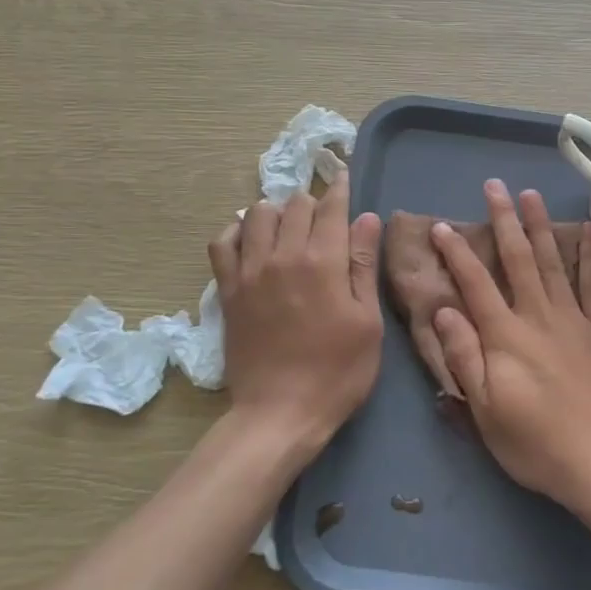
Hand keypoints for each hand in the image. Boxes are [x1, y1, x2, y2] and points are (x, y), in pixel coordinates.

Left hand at [209, 170, 383, 464]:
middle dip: (313, 202)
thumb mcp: (367, 321)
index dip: (340, 188)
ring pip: (258, 214)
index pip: (331, 207)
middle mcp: (283, 255)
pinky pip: (223, 242)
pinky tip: (251, 239)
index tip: (344, 176)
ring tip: (290, 226)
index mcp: (323, 261)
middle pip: (295, 204)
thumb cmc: (338, 371)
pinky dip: (237, 231)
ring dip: (277, 210)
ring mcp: (250, 271)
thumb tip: (367, 218)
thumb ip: (363, 265)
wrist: (280, 413)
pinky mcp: (229, 289)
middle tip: (325, 217)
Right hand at [430, 180, 590, 512]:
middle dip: (504, 220)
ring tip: (531, 194)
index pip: (475, 284)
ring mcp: (576, 320)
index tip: (443, 226)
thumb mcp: (486, 411)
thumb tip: (442, 310)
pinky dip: (590, 255)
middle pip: (517, 259)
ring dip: (540, 226)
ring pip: (553, 262)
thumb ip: (465, 357)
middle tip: (494, 186)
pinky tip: (586, 231)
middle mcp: (539, 317)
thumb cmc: (538, 445)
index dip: (457, 253)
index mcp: (506, 337)